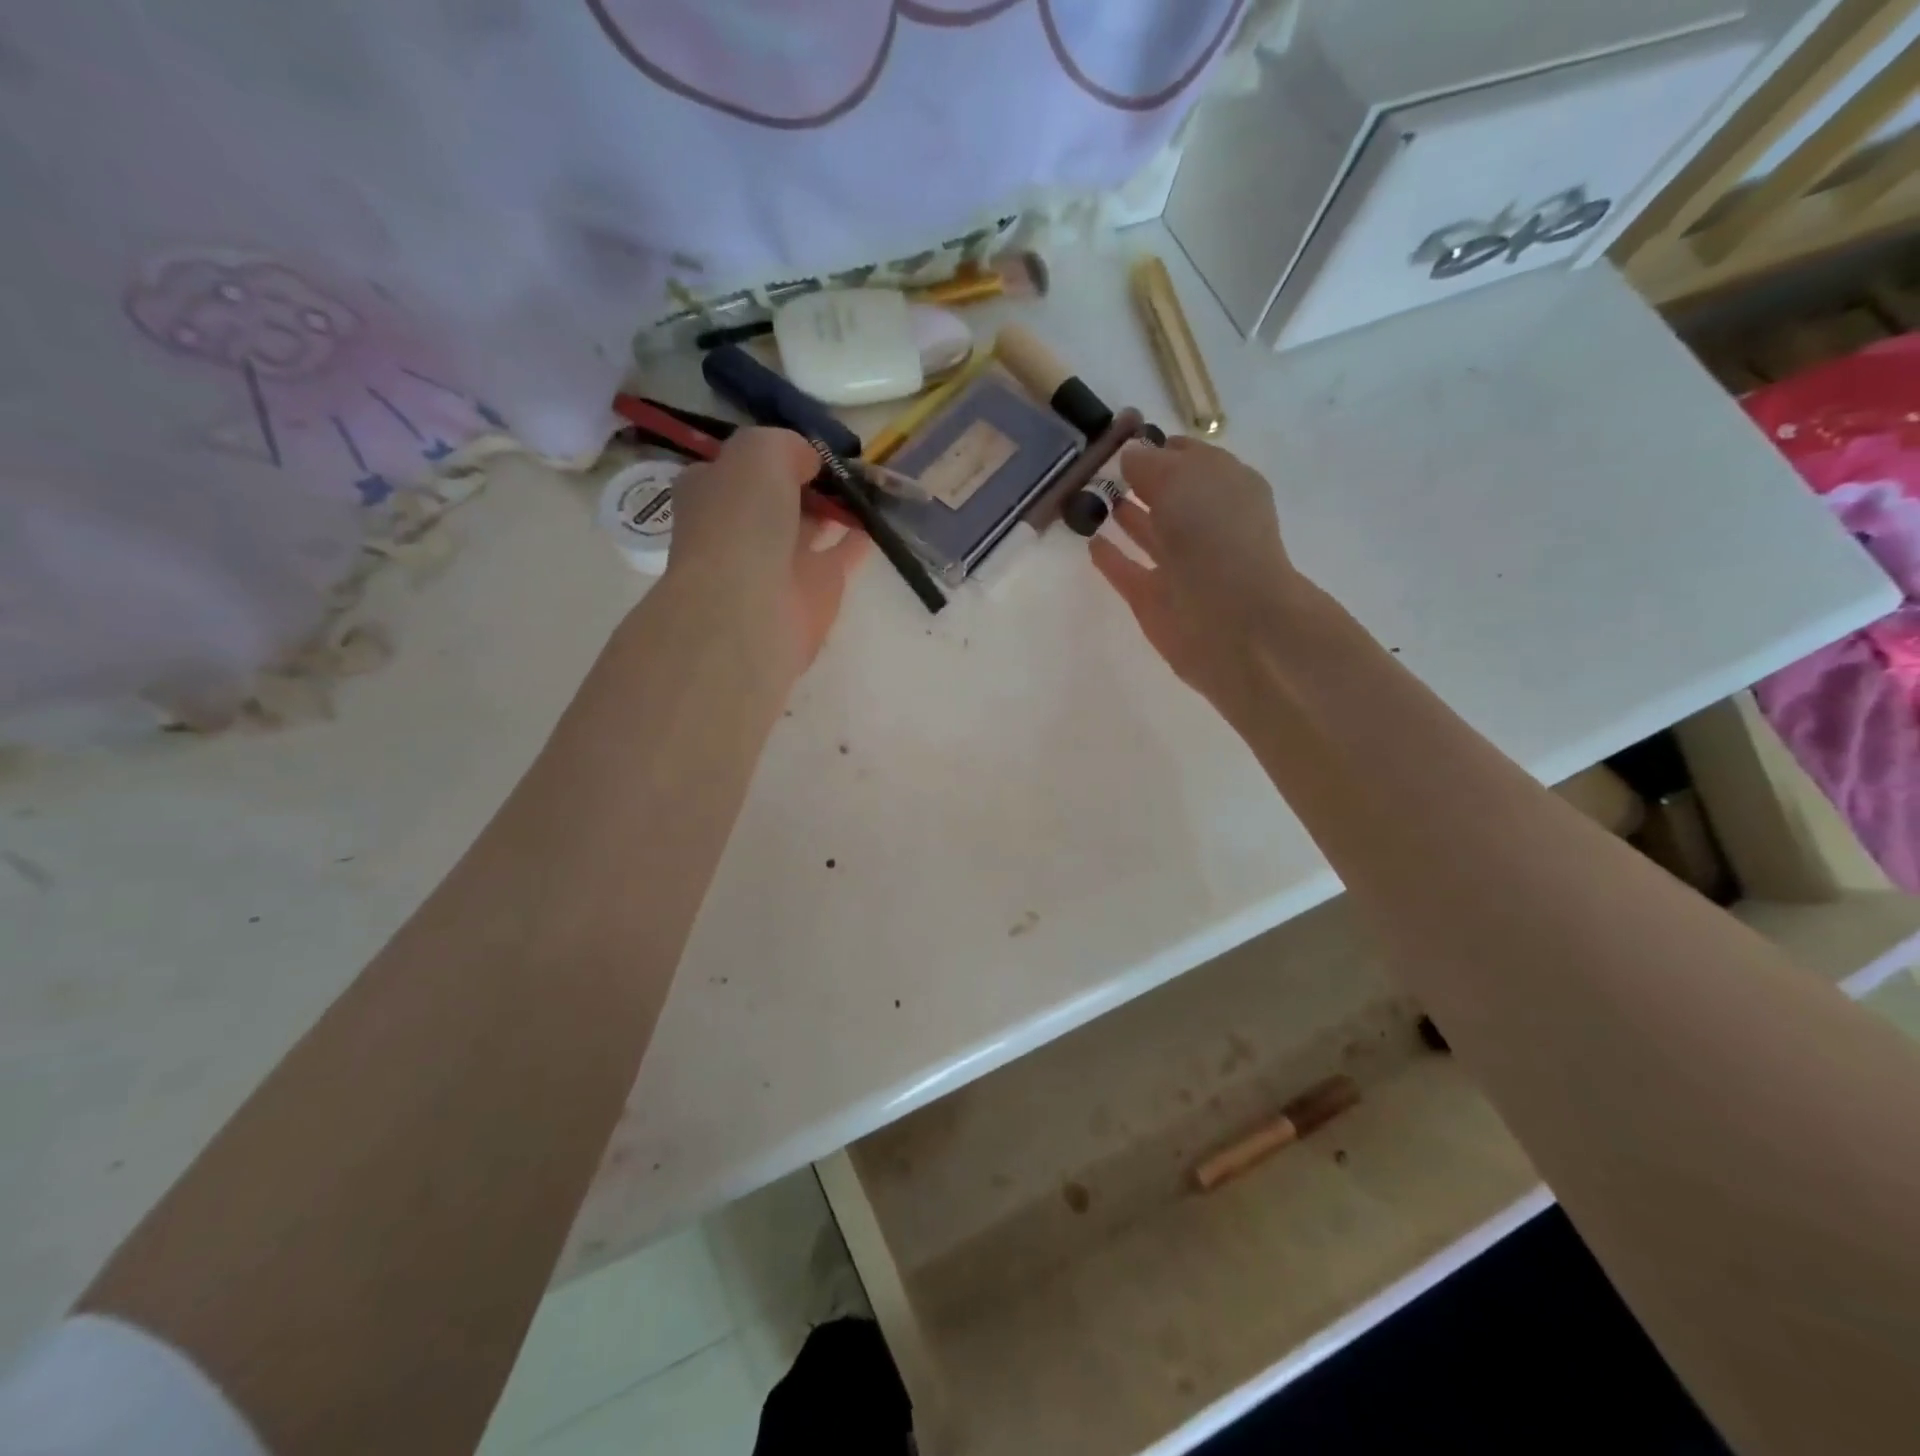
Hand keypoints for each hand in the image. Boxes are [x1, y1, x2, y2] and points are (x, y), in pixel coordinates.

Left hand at [665, 427, 869, 674]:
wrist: (748, 608)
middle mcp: (741, 527)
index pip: (740, 465)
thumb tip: (809, 461)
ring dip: (835, 508)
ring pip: (810, 526)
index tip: (807, 444)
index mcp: (711, 492)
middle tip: (845, 462)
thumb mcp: (758, 452)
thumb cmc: (741, 522)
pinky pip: (840, 555)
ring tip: (870, 485)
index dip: (772, 453)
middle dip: (807, 480)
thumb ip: (785, 445)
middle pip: (778, 496)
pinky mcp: (813, 591)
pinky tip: (878, 519)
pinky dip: (857, 538)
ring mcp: (777, 562)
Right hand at [1089, 436, 1307, 717]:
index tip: (1119, 440)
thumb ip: (1149, 463)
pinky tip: (1090, 543)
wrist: (1231, 621)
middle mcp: (1207, 523)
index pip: (1187, 457)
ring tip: (1089, 498)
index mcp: (1226, 486)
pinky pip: (1129, 571)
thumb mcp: (1181, 477)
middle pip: (1168, 495)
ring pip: (1150, 532)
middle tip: (1096, 468)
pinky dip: (1112, 559)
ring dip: (1125, 515)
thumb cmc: (1214, 535)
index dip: (1155, 447)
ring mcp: (1182, 564)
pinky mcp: (1158, 600)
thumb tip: (1129, 455)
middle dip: (1138, 480)